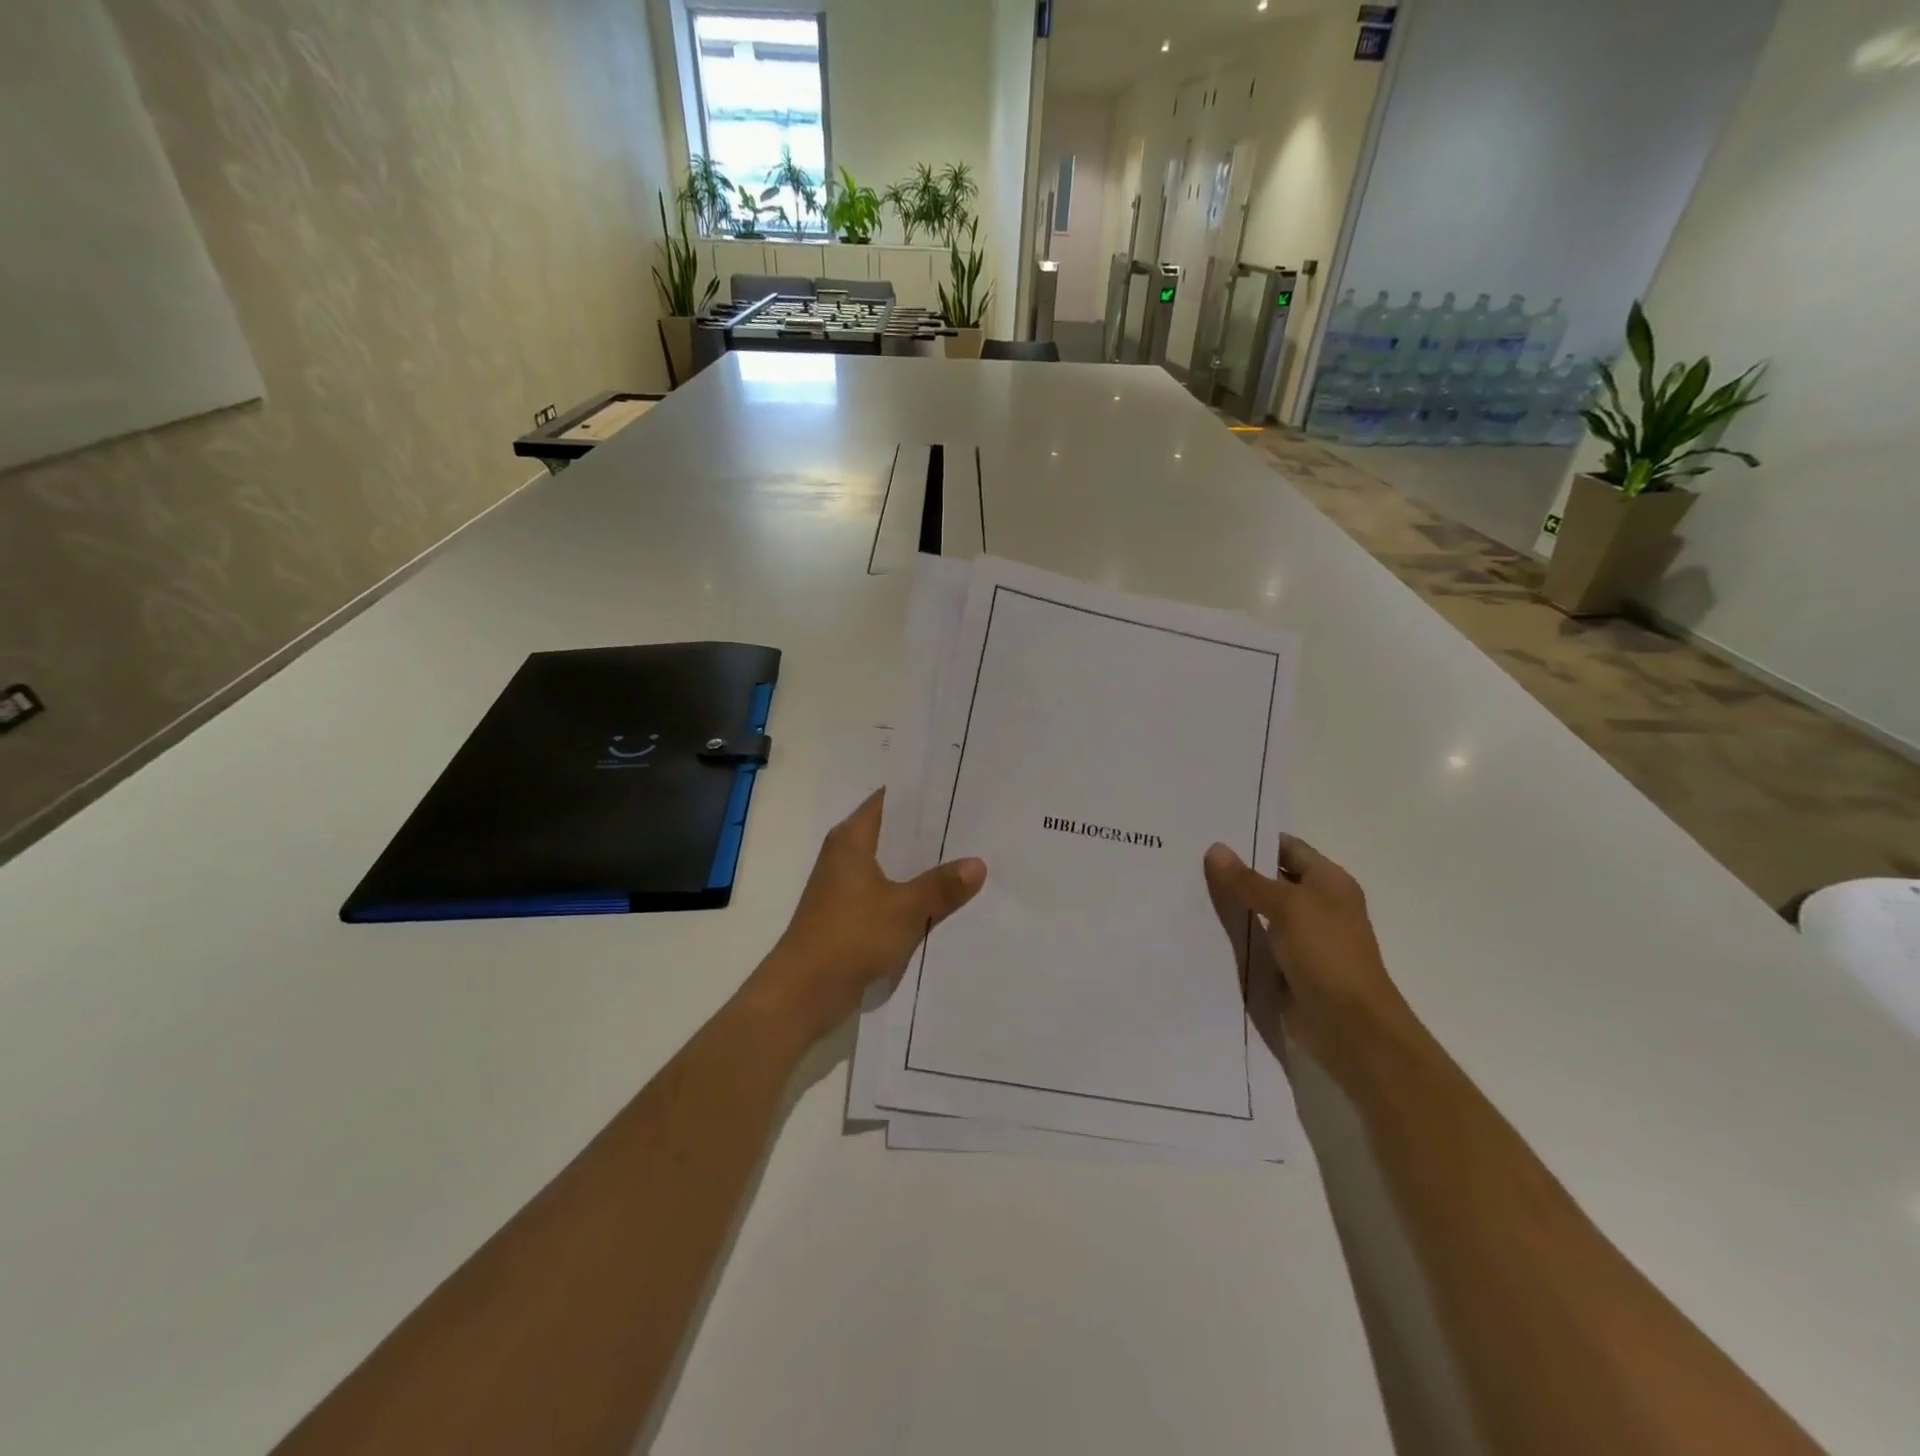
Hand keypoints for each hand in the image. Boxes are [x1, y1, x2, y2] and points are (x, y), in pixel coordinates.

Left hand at [758, 790, 986, 1041]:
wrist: (804, 991)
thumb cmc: (850, 936)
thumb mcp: (905, 909)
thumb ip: (942, 885)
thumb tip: (978, 863)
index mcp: (851, 839)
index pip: (889, 800)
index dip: (921, 794)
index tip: (957, 789)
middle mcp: (845, 855)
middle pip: (893, 833)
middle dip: (929, 832)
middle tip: (974, 825)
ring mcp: (845, 887)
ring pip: (892, 866)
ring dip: (921, 867)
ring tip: (968, 857)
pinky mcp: (849, 915)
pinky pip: (887, 894)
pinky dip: (910, 894)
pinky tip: (943, 900)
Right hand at [1203, 834, 1411, 1084]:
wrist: (1350, 1027)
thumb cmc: (1327, 955)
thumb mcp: (1287, 908)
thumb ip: (1248, 880)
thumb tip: (1215, 849)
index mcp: (1328, 882)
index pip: (1286, 848)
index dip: (1253, 839)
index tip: (1210, 832)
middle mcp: (1316, 905)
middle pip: (1269, 879)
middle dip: (1234, 871)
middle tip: (1187, 858)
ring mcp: (1300, 938)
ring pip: (1257, 912)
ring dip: (1229, 905)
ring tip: (1183, 888)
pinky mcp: (1284, 966)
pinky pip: (1253, 942)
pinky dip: (1231, 935)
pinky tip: (1197, 926)